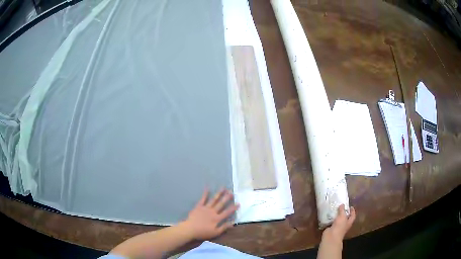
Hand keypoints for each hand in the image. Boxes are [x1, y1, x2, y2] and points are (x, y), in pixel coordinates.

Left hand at [182, 188, 238, 239]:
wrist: (190, 229)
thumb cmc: (203, 232)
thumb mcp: (215, 233)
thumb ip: (224, 227)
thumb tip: (233, 223)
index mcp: (217, 218)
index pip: (227, 212)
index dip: (233, 208)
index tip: (238, 203)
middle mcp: (212, 211)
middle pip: (221, 204)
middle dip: (227, 198)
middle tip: (232, 192)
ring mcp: (205, 208)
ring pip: (214, 200)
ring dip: (219, 194)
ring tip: (223, 188)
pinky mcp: (199, 206)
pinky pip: (203, 199)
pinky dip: (205, 193)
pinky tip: (207, 188)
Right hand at [322, 204, 355, 243]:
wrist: (331, 236)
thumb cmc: (339, 226)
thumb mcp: (342, 216)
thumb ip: (342, 210)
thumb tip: (342, 204)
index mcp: (349, 222)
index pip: (353, 215)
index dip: (352, 211)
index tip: (350, 206)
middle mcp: (344, 225)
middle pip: (345, 218)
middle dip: (344, 212)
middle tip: (341, 206)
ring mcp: (337, 227)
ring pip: (338, 219)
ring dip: (337, 215)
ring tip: (334, 209)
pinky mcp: (331, 228)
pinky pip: (332, 222)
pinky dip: (330, 218)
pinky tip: (329, 214)